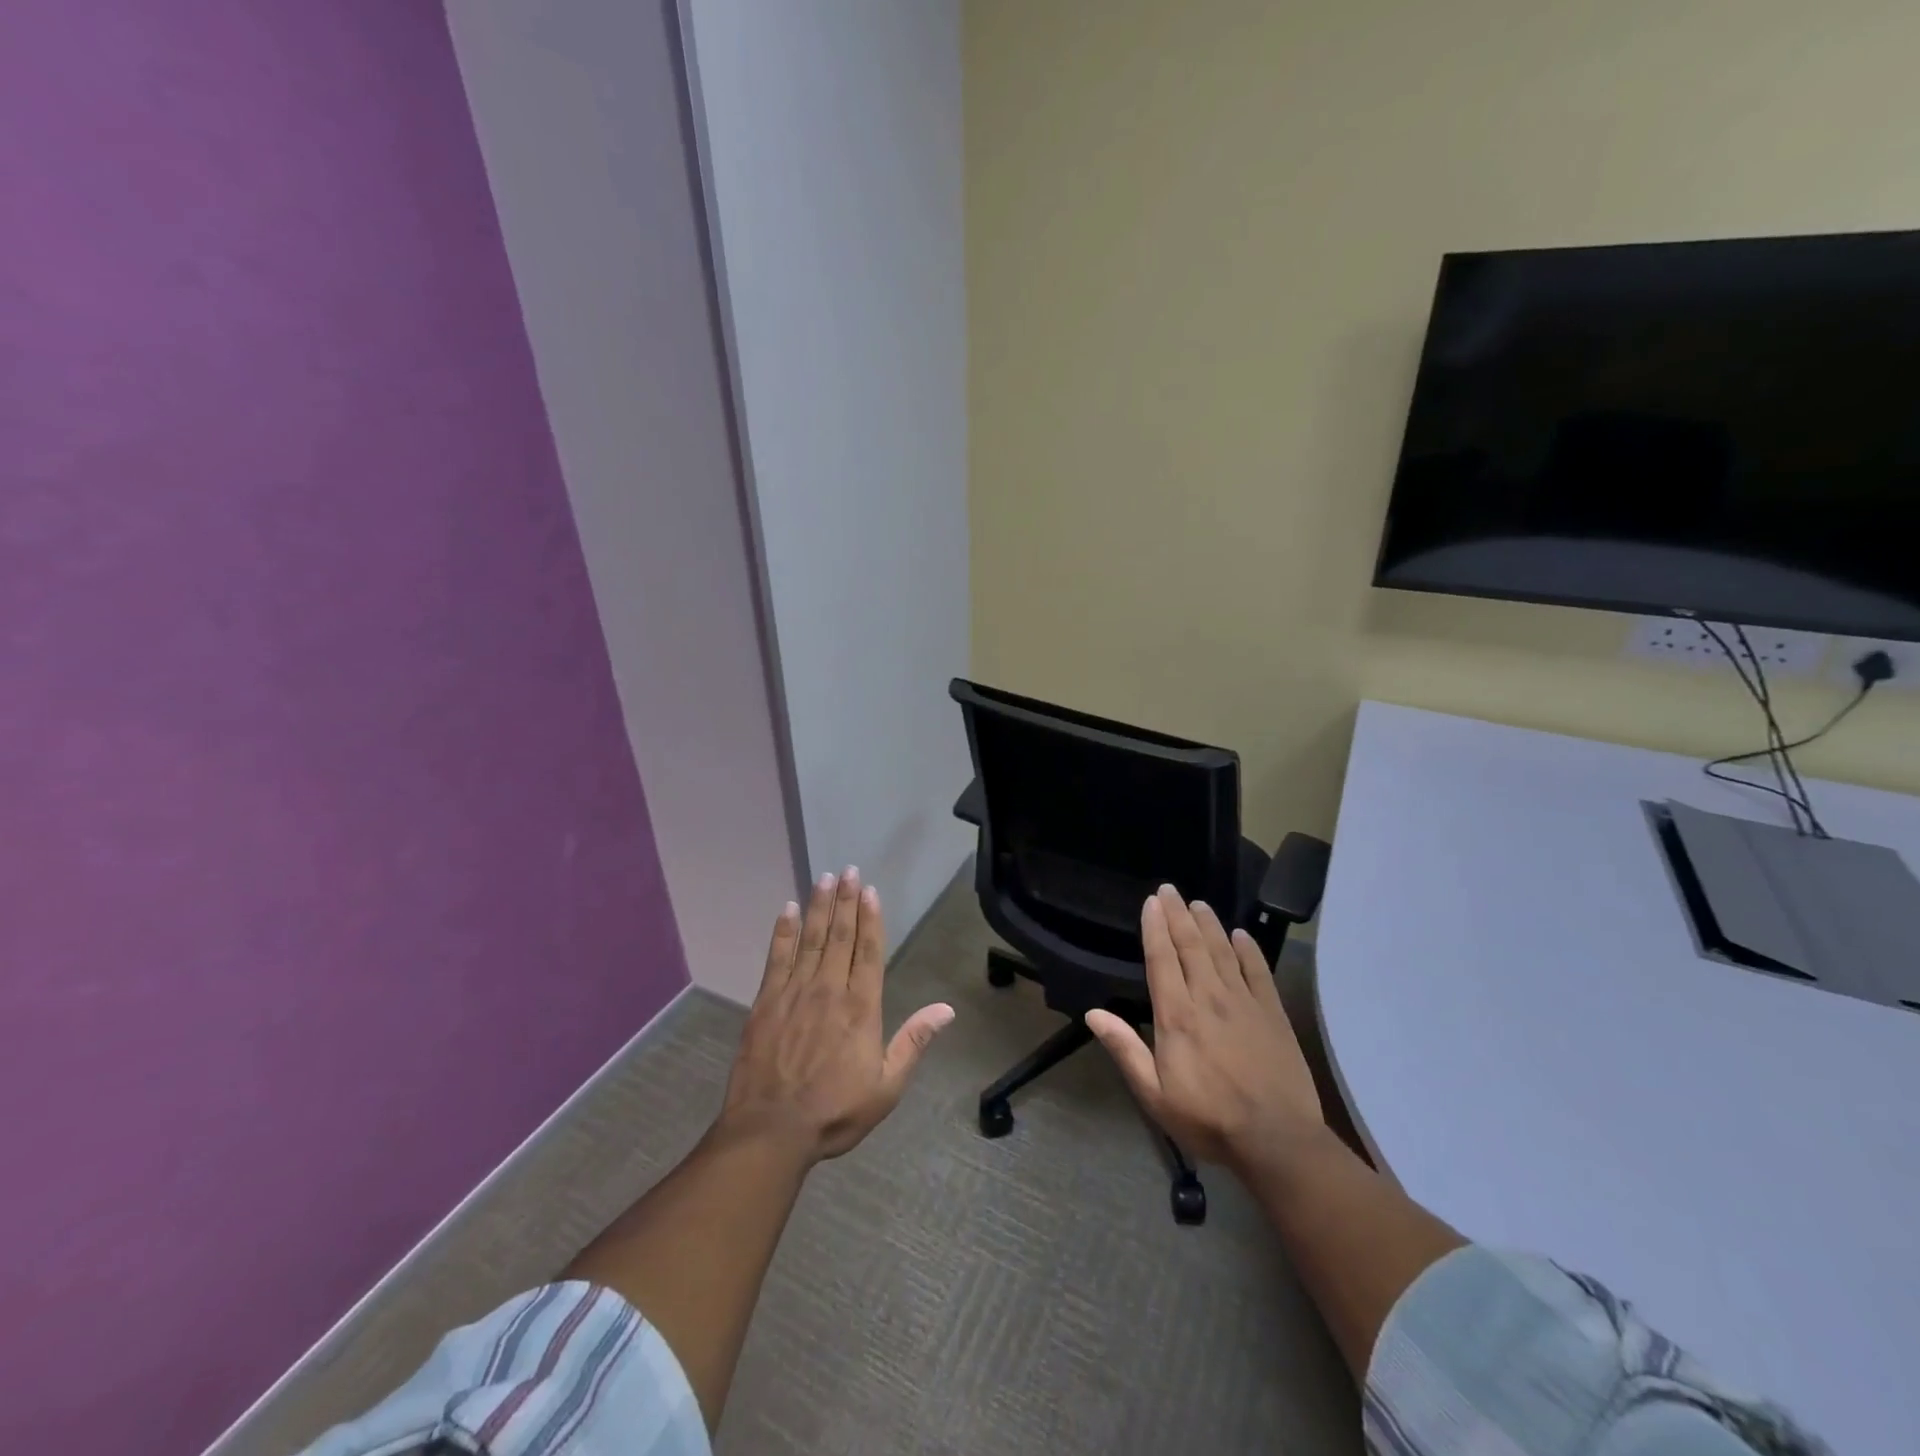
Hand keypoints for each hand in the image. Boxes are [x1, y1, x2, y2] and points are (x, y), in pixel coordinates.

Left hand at [717, 868, 953, 1163]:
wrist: (771, 1130)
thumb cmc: (834, 1111)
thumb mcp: (886, 1086)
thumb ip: (913, 1043)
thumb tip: (946, 1009)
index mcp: (861, 1008)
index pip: (868, 951)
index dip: (870, 918)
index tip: (870, 891)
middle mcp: (829, 990)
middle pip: (840, 936)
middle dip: (846, 901)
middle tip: (849, 870)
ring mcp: (794, 992)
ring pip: (811, 939)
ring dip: (820, 906)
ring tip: (825, 877)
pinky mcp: (766, 1001)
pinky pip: (777, 957)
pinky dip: (784, 931)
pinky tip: (789, 909)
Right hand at [1086, 885, 1322, 1168]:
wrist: (1277, 1141)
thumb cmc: (1208, 1120)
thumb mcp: (1154, 1095)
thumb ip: (1125, 1050)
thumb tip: (1093, 1013)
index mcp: (1177, 1016)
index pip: (1162, 959)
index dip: (1154, 928)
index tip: (1150, 902)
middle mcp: (1208, 998)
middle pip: (1191, 946)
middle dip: (1178, 915)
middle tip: (1170, 889)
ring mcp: (1244, 1003)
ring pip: (1222, 952)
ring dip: (1208, 924)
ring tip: (1198, 903)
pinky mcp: (1273, 1014)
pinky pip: (1258, 972)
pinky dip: (1248, 950)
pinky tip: (1241, 935)